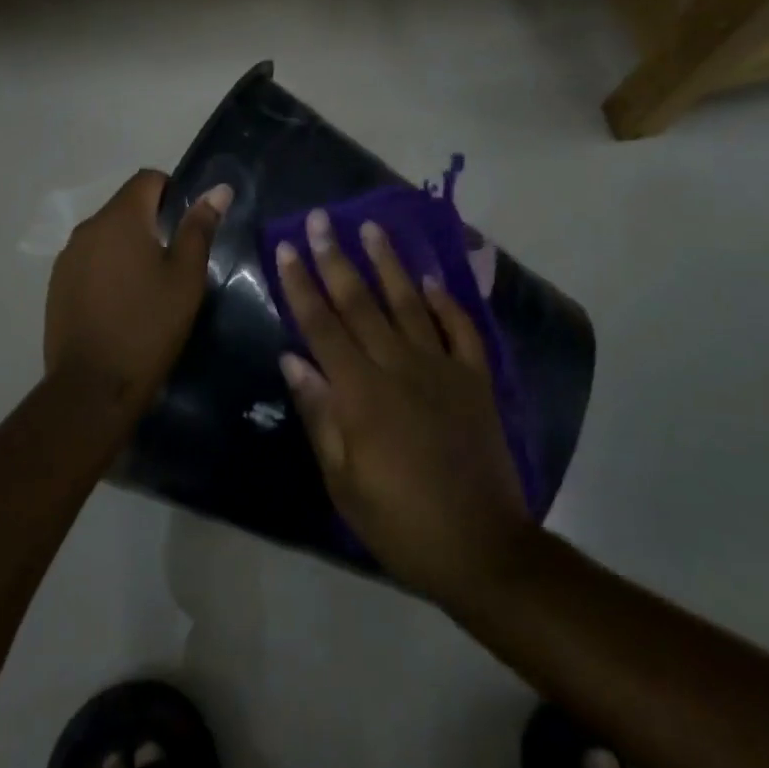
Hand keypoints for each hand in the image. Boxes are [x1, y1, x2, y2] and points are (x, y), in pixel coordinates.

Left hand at [44, 171, 231, 407]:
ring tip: (148, 286)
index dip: (172, 193)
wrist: (93, 386)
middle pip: (125, 206)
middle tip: (174, 261)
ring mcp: (67, 257)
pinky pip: (89, 260)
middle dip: (151, 222)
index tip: (186, 228)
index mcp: (120, 218)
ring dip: (128, 246)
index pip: (148, 179)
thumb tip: (218, 189)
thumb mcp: (186, 277)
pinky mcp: (57, 284)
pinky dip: (107, 268)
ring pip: (106, 234)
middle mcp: (88, 227)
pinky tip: (120, 303)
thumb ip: (199, 228)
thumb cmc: (149, 326)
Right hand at [274, 210, 533, 606]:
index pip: (321, 325)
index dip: (301, 284)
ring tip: (373, 227)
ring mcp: (442, 370)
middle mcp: (399, 367)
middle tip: (321, 218)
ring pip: (409, 304)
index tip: (286, 247)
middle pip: (360, 302)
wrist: (482, 549)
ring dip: (389, 263)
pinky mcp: (475, 381)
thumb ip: (319, 414)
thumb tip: (292, 358)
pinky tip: (431, 280)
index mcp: (361, 392)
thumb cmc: (399, 522)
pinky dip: (446, 302)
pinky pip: (461, 330)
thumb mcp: (343, 480)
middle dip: (335, 257)